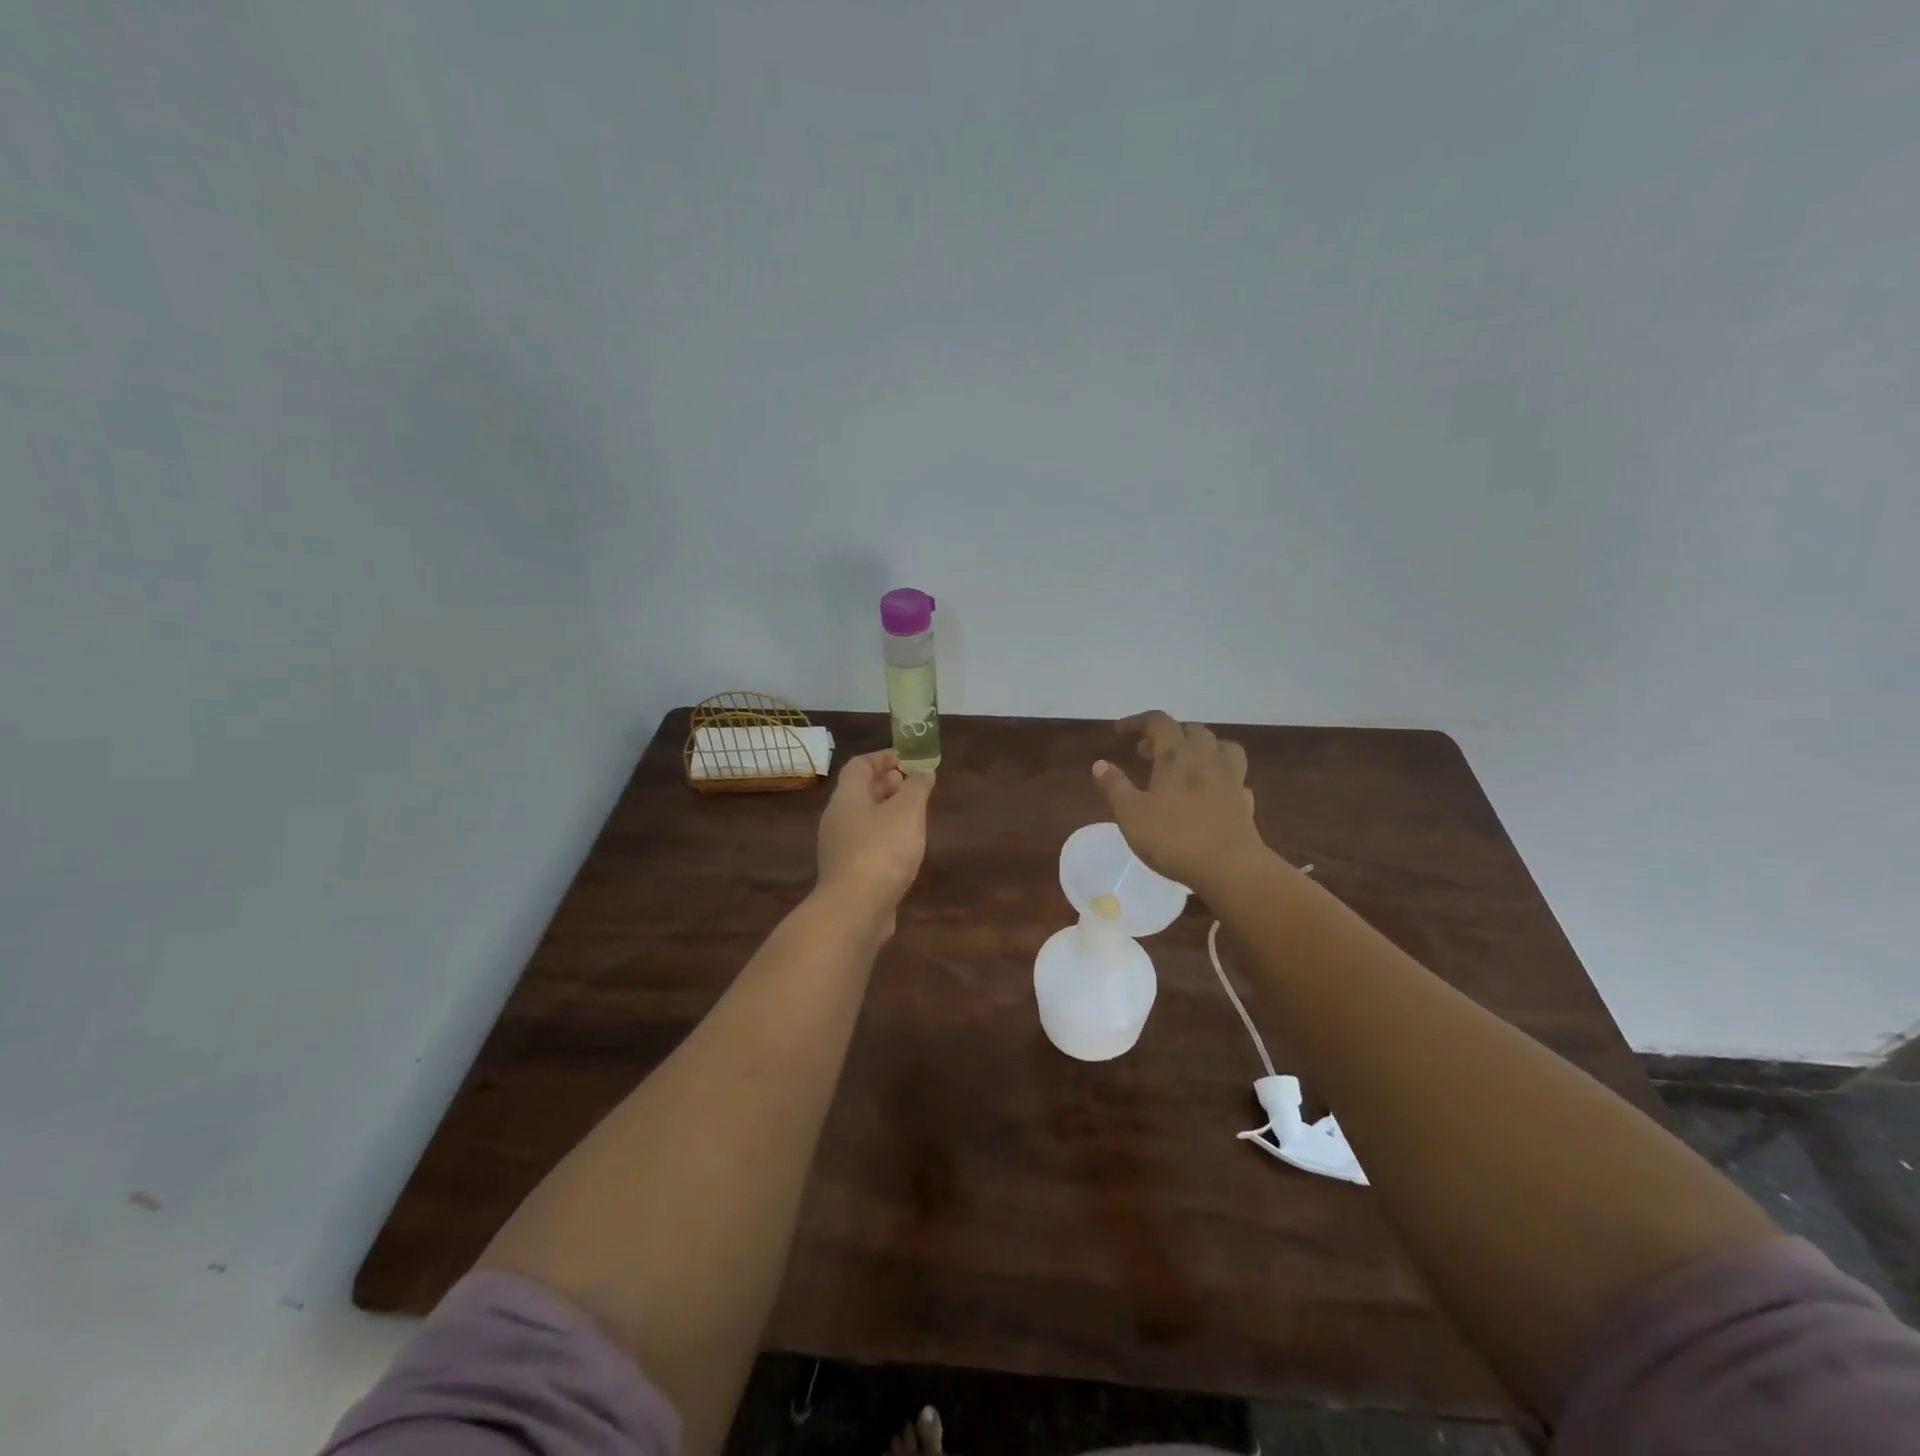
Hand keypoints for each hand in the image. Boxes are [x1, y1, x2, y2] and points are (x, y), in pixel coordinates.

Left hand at [815, 750, 934, 932]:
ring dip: (886, 812)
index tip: (906, 758)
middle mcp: (836, 819)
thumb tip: (923, 771)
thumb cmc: (882, 851)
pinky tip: (903, 849)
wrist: (855, 909)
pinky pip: (865, 844)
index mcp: (847, 798)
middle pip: (859, 792)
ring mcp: (838, 848)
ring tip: (913, 816)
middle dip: (886, 785)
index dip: (882, 758)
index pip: (859, 766)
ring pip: (863, 820)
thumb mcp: (907, 812)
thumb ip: (917, 788)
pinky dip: (883, 837)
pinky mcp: (847, 873)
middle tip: (911, 785)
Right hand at [1093, 712, 1267, 891]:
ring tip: (1186, 763)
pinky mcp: (1245, 802)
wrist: (1230, 869)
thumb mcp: (1131, 814)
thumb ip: (1115, 786)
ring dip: (1202, 747)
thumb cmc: (1173, 838)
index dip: (1137, 721)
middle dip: (1168, 734)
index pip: (1159, 722)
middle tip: (1147, 752)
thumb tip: (1100, 764)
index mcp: (1177, 756)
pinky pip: (1235, 777)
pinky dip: (1221, 776)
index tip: (1119, 732)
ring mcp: (1231, 779)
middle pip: (1191, 729)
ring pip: (1222, 746)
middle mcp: (1207, 759)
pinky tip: (1212, 791)